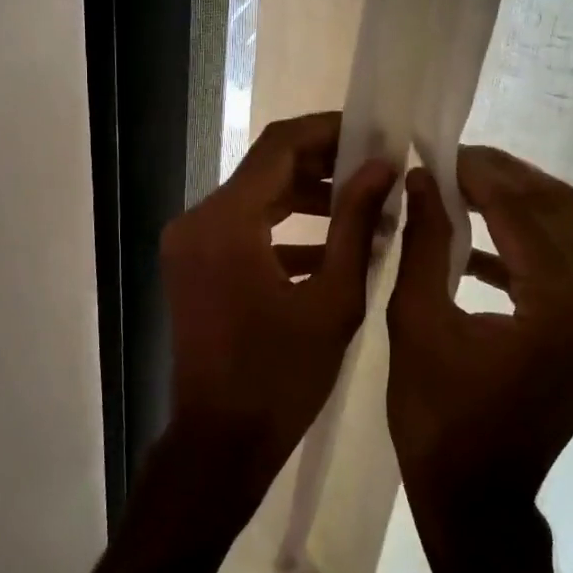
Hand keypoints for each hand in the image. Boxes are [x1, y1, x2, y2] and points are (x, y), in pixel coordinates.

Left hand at [161, 112, 396, 506]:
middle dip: (323, 164)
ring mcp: (189, 244)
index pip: (279, 146)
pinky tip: (330, 245)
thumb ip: (356, 223)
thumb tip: (383, 167)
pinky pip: (242, 230)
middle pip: (265, 169)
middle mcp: (197, 220)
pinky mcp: (192, 265)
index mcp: (226, 222)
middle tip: (378, 169)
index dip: (329, 131)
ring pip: (255, 198)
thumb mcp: (333, 299)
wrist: (221, 441)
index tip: (375, 133)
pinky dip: (282, 230)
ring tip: (365, 205)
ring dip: (305, 197)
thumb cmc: (281, 377)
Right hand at [386, 146, 572, 526]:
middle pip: (560, 211)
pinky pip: (568, 265)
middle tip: (450, 161)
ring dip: (518, 204)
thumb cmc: (435, 418)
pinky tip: (477, 240)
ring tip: (462, 188)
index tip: (435, 150)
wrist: (477, 496)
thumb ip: (423, 240)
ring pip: (570, 232)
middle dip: (504, 177)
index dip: (478, 173)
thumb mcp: (416, 321)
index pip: (523, 211)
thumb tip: (421, 178)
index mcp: (561, 311)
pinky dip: (526, 242)